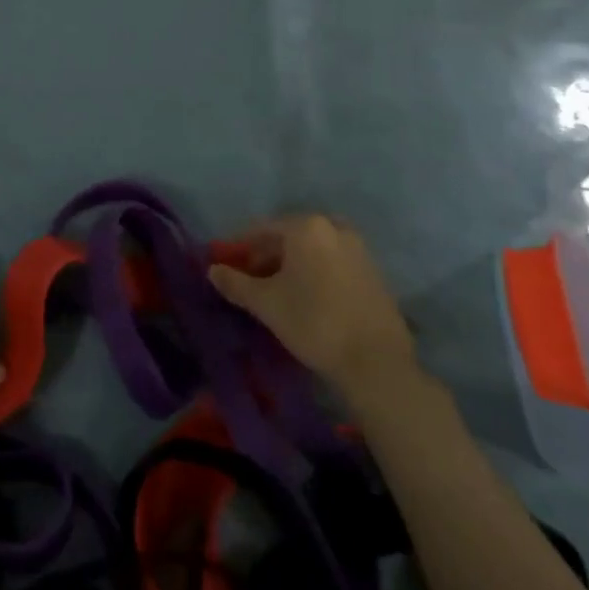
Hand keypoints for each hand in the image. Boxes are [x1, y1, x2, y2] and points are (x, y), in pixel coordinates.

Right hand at [209, 213, 416, 393]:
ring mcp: (358, 248)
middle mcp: (334, 227)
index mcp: (306, 226)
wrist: (376, 363)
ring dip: (292, 266)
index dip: (241, 249)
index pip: (262, 230)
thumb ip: (236, 283)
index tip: (228, 269)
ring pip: (312, 250)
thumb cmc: (314, 323)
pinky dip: (315, 273)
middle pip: (289, 237)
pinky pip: (333, 263)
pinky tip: (308, 300)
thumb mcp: (266, 304)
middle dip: (267, 258)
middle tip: (251, 284)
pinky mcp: (374, 272)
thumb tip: (212, 270)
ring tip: (278, 294)